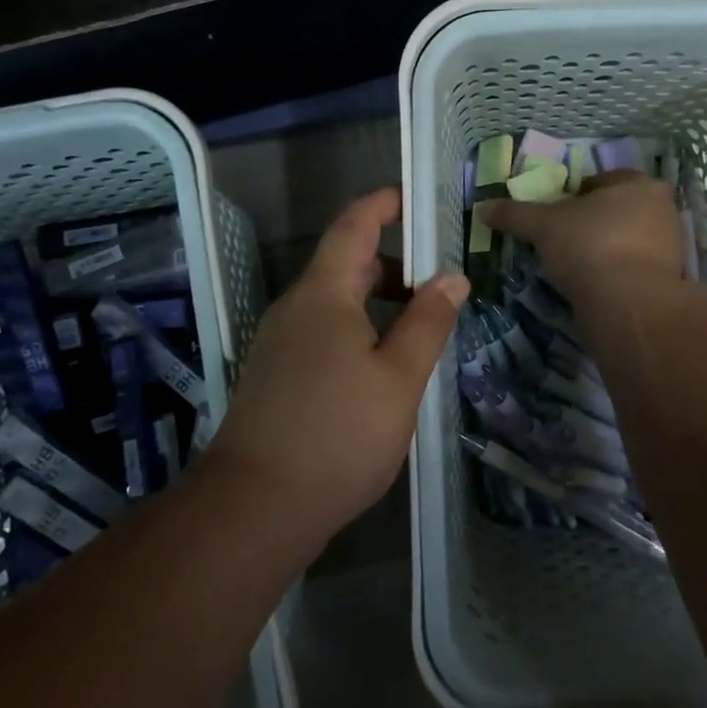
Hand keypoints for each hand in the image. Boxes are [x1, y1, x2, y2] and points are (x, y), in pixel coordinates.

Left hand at [209, 188, 467, 542]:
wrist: (254, 509)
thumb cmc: (337, 435)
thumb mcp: (399, 379)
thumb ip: (427, 323)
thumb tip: (453, 278)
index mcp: (323, 294)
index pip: (353, 226)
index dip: (383, 205)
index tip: (415, 199)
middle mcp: (295, 308)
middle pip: (345, 264)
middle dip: (392, 262)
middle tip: (439, 278)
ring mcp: (280, 342)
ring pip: (334, 302)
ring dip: (376, 300)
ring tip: (419, 324)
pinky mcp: (275, 375)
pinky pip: (322, 331)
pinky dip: (357, 328)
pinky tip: (382, 365)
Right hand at [478, 171, 682, 305]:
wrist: (628, 305)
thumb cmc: (589, 246)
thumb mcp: (543, 225)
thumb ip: (515, 214)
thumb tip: (483, 208)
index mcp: (639, 184)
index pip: (600, 181)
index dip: (573, 195)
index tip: (553, 215)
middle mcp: (663, 210)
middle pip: (616, 210)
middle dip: (590, 223)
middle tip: (561, 241)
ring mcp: (671, 247)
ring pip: (627, 241)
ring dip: (604, 250)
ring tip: (575, 268)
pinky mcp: (670, 281)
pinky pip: (635, 270)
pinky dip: (616, 275)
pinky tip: (594, 287)